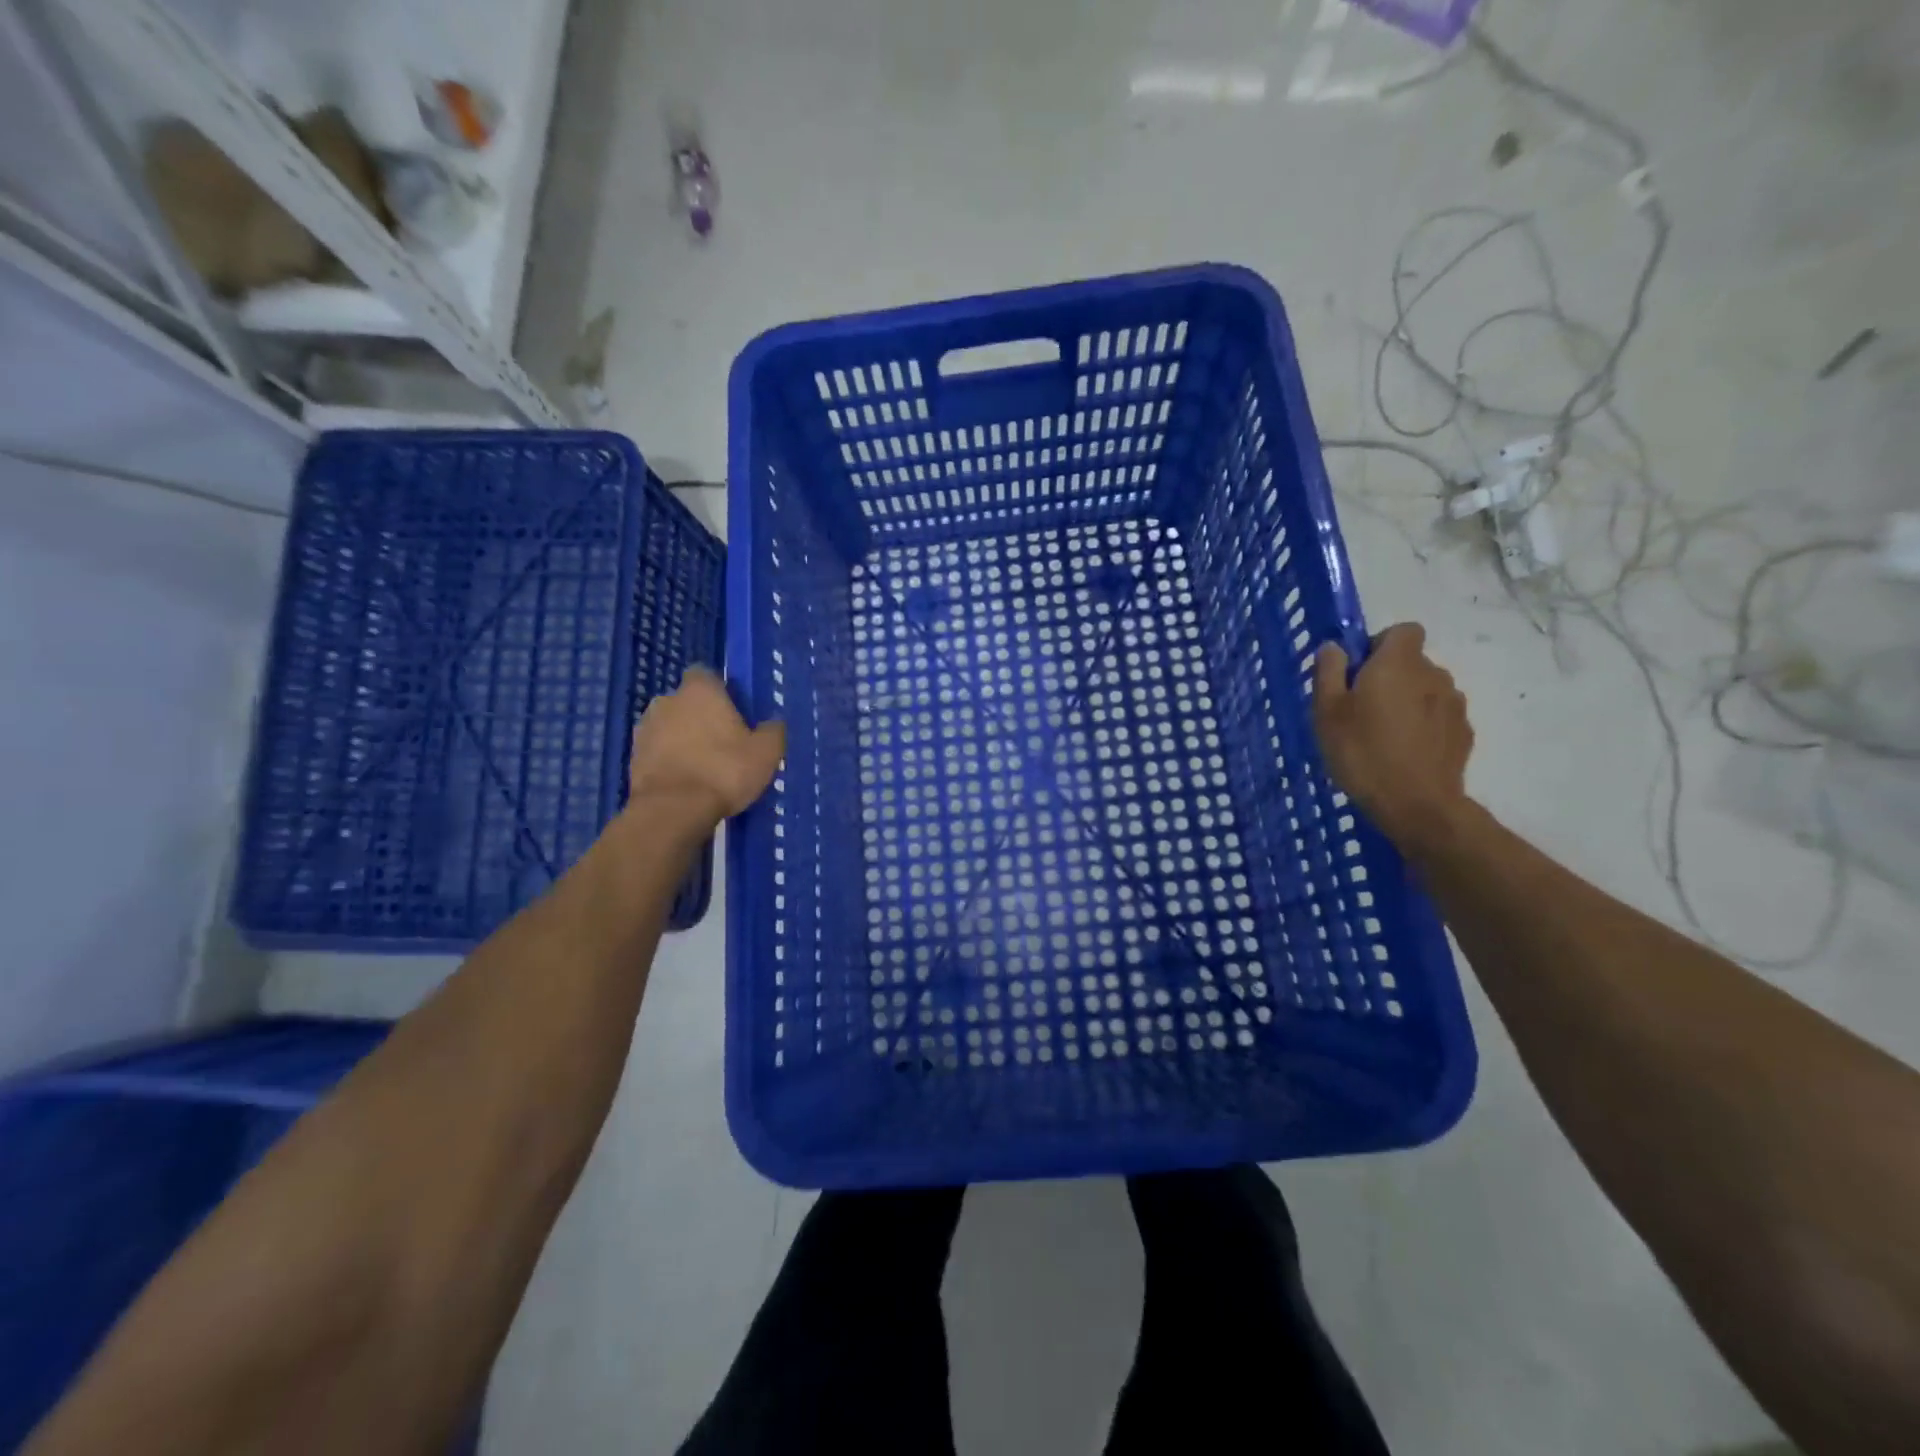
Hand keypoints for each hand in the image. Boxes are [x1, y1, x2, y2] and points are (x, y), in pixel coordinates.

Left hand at [627, 667, 785, 827]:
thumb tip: (773, 723)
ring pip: (670, 727)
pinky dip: (670, 761)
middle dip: (702, 717)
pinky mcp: (633, 757)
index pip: (707, 675)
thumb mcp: (766, 752)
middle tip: (724, 743)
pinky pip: (658, 752)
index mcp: (700, 690)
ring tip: (704, 766)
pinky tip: (687, 782)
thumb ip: (773, 731)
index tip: (735, 713)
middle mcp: (667, 700)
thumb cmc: (724, 771)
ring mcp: (645, 728)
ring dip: (683, 739)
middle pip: (687, 702)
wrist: (673, 810)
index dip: (721, 692)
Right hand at [1312, 624, 1473, 849]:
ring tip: (1384, 734)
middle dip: (1390, 677)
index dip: (1380, 644)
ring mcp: (1455, 704)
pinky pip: (1439, 717)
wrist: (1417, 805)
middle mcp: (1433, 674)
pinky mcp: (1464, 733)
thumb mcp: (1326, 712)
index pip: (1402, 630)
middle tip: (1362, 709)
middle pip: (1412, 662)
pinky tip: (1405, 752)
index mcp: (1398, 663)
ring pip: (1426, 690)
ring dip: (1408, 701)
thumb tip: (1335, 647)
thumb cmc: (1362, 752)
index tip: (1359, 672)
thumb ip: (1329, 672)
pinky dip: (1424, 726)